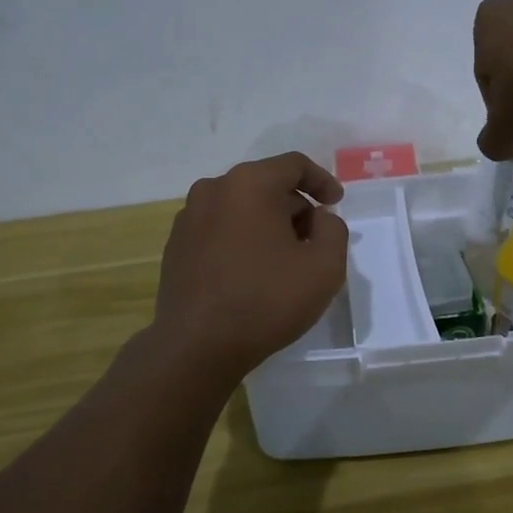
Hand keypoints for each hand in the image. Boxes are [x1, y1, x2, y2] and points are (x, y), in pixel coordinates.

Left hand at [151, 152, 348, 385]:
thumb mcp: (324, 266)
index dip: (322, 181)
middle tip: (314, 241)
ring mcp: (188, 217)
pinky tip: (252, 273)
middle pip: (266, 185)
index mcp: (249, 183)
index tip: (336, 205)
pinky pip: (219, 229)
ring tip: (284, 260)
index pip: (294, 165)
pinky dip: (242, 239)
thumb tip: (318, 219)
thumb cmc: (266, 300)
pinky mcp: (176, 246)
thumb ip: (333, 230)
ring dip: (267, 224)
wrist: (197, 346)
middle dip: (295, 207)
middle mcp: (213, 189)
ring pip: (241, 207)